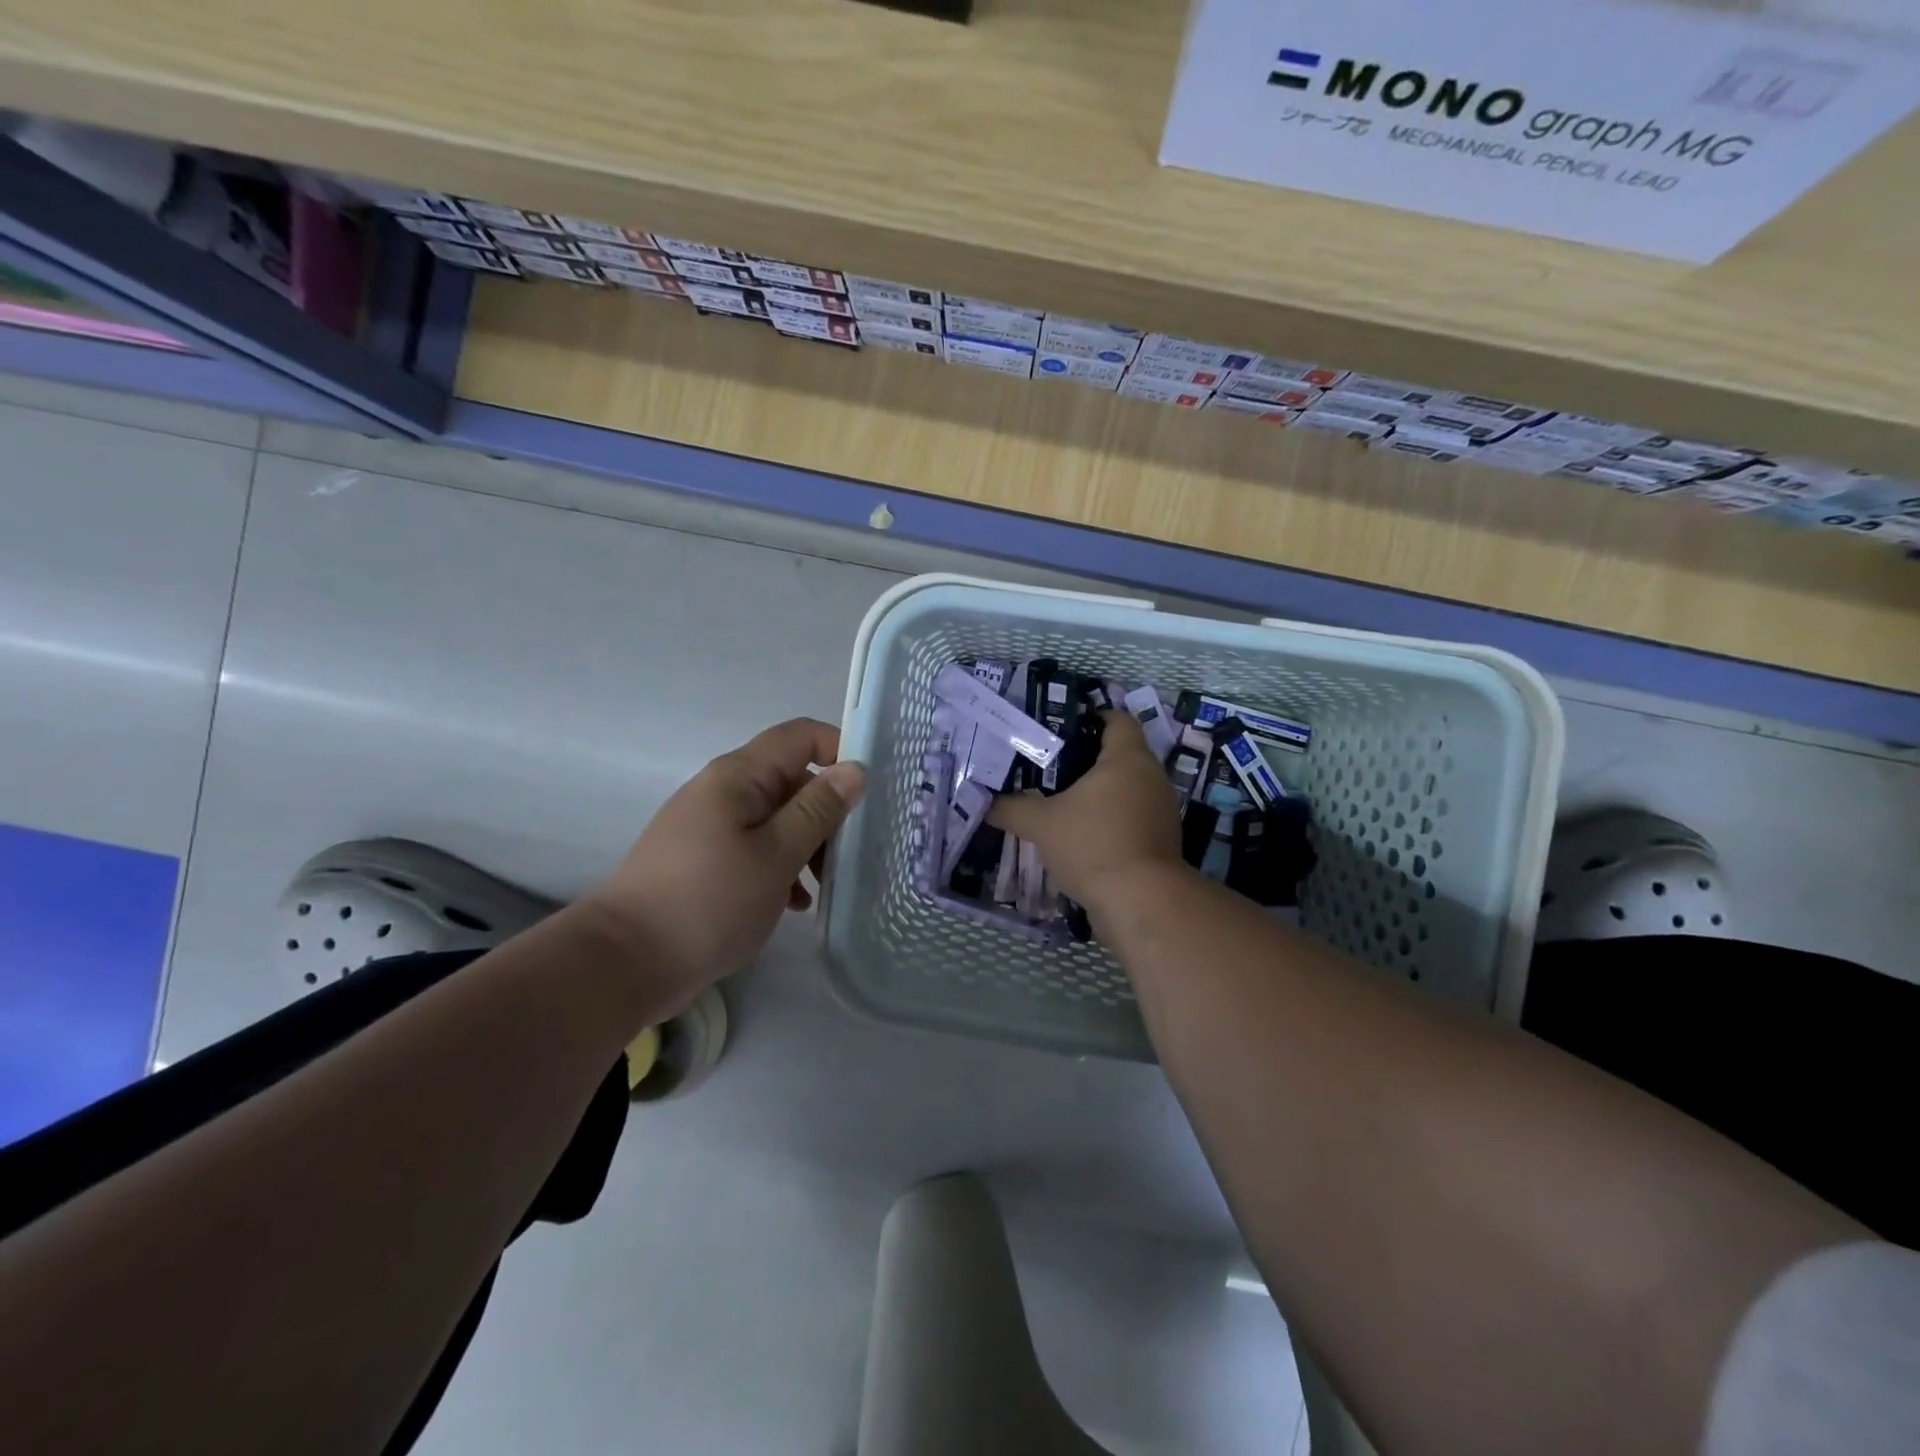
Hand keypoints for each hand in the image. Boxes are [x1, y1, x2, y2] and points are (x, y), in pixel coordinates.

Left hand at [582, 718, 864, 1009]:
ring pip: (779, 818)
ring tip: (824, 887)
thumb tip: (855, 769)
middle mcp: (725, 790)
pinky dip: (782, 867)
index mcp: (740, 776)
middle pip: (793, 780)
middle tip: (853, 855)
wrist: (625, 961)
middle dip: (828, 812)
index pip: (802, 736)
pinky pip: (757, 847)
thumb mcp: (777, 854)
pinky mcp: (706, 859)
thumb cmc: (709, 901)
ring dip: (808, 845)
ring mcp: (712, 825)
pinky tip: (795, 904)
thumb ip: (819, 809)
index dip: (841, 750)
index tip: (872, 791)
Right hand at [988, 710, 1186, 923]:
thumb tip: (984, 801)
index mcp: (1127, 758)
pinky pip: (1131, 817)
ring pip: (1125, 789)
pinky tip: (1079, 834)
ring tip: (1060, 800)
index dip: (1091, 718)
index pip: (1117, 720)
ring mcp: (1160, 811)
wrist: (1141, 902)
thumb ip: (1011, 808)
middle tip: (1048, 766)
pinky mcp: (1160, 841)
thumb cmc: (1092, 845)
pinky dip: (1109, 820)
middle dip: (1086, 760)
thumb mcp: (1041, 824)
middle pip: (1120, 755)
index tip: (1061, 729)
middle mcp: (1151, 777)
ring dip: (1098, 794)